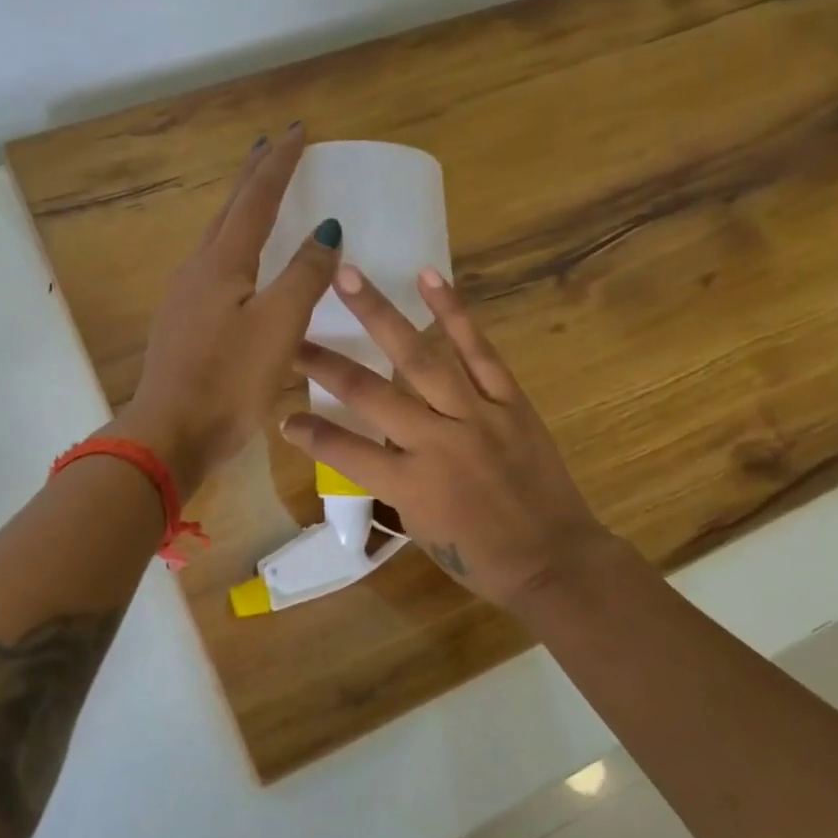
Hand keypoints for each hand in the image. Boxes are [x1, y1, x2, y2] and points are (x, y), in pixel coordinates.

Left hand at [116, 122, 341, 495]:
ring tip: (259, 197)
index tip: (297, 130)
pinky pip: (213, 269)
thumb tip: (326, 228)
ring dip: (240, 210)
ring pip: (217, 238)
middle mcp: (198, 270)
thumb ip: (304, 276)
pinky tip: (240, 266)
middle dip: (253, 176)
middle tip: (272, 147)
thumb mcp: (279, 326)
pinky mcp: (183, 324)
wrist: (170, 433)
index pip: (256, 198)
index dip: (278, 163)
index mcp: (222, 262)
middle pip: (229, 210)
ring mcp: (184, 298)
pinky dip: (234, 248)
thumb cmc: (229, 380)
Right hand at [280, 264, 617, 613]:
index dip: (310, 433)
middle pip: (371, 393)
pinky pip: (479, 351)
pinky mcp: (509, 401)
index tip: (283, 416)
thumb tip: (375, 440)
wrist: (554, 560)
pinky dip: (453, 314)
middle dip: (326, 362)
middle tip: (294, 329)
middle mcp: (436, 442)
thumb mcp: (420, 526)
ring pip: (421, 357)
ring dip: (381, 314)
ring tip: (349, 277)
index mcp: (409, 484)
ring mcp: (476, 416)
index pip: (344, 451)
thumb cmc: (479, 558)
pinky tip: (429, 278)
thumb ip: (392, 479)